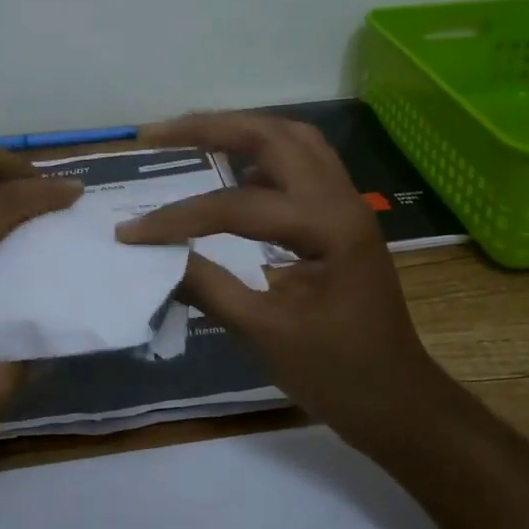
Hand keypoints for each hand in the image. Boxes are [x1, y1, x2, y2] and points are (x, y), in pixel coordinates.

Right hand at [116, 112, 453, 431]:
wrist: (397, 401)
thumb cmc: (338, 374)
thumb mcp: (265, 334)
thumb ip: (208, 287)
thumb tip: (153, 258)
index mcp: (327, 227)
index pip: (238, 205)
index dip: (178, 218)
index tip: (130, 233)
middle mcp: (341, 201)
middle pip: (274, 137)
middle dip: (212, 128)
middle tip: (158, 134)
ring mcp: (347, 206)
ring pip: (294, 142)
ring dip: (242, 132)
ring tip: (192, 138)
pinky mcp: (343, 219)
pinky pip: (303, 167)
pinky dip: (265, 157)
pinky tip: (235, 173)